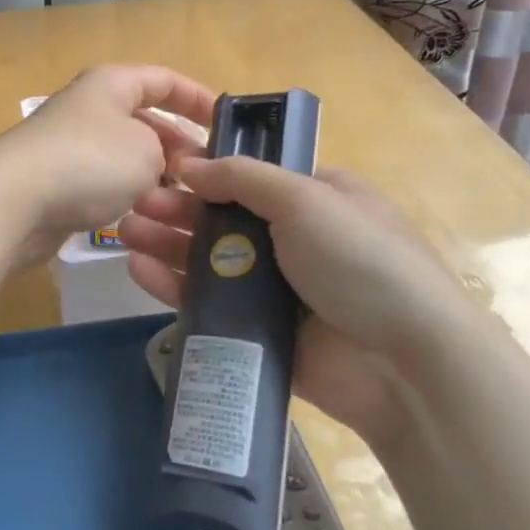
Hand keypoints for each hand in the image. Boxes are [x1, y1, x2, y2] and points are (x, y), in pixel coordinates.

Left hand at [0, 65, 215, 266]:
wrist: (12, 201)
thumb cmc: (88, 163)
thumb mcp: (147, 150)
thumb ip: (165, 151)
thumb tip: (156, 163)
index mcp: (110, 84)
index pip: (163, 79)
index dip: (196, 98)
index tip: (223, 124)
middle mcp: (88, 107)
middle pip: (142, 118)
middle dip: (176, 143)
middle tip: (204, 174)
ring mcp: (67, 144)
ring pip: (122, 154)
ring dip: (151, 174)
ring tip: (178, 200)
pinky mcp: (54, 180)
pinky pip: (100, 181)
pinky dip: (122, 194)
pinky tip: (138, 215)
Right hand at [119, 157, 469, 448]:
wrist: (405, 364)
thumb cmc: (361, 262)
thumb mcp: (307, 200)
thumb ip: (243, 178)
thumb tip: (189, 165)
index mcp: (316, 200)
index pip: (251, 178)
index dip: (207, 172)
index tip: (164, 169)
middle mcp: (293, 240)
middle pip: (222, 218)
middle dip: (176, 208)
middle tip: (133, 203)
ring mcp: (274, 288)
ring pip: (208, 260)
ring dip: (166, 242)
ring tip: (124, 231)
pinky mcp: (257, 330)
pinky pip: (207, 302)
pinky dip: (172, 284)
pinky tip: (139, 269)